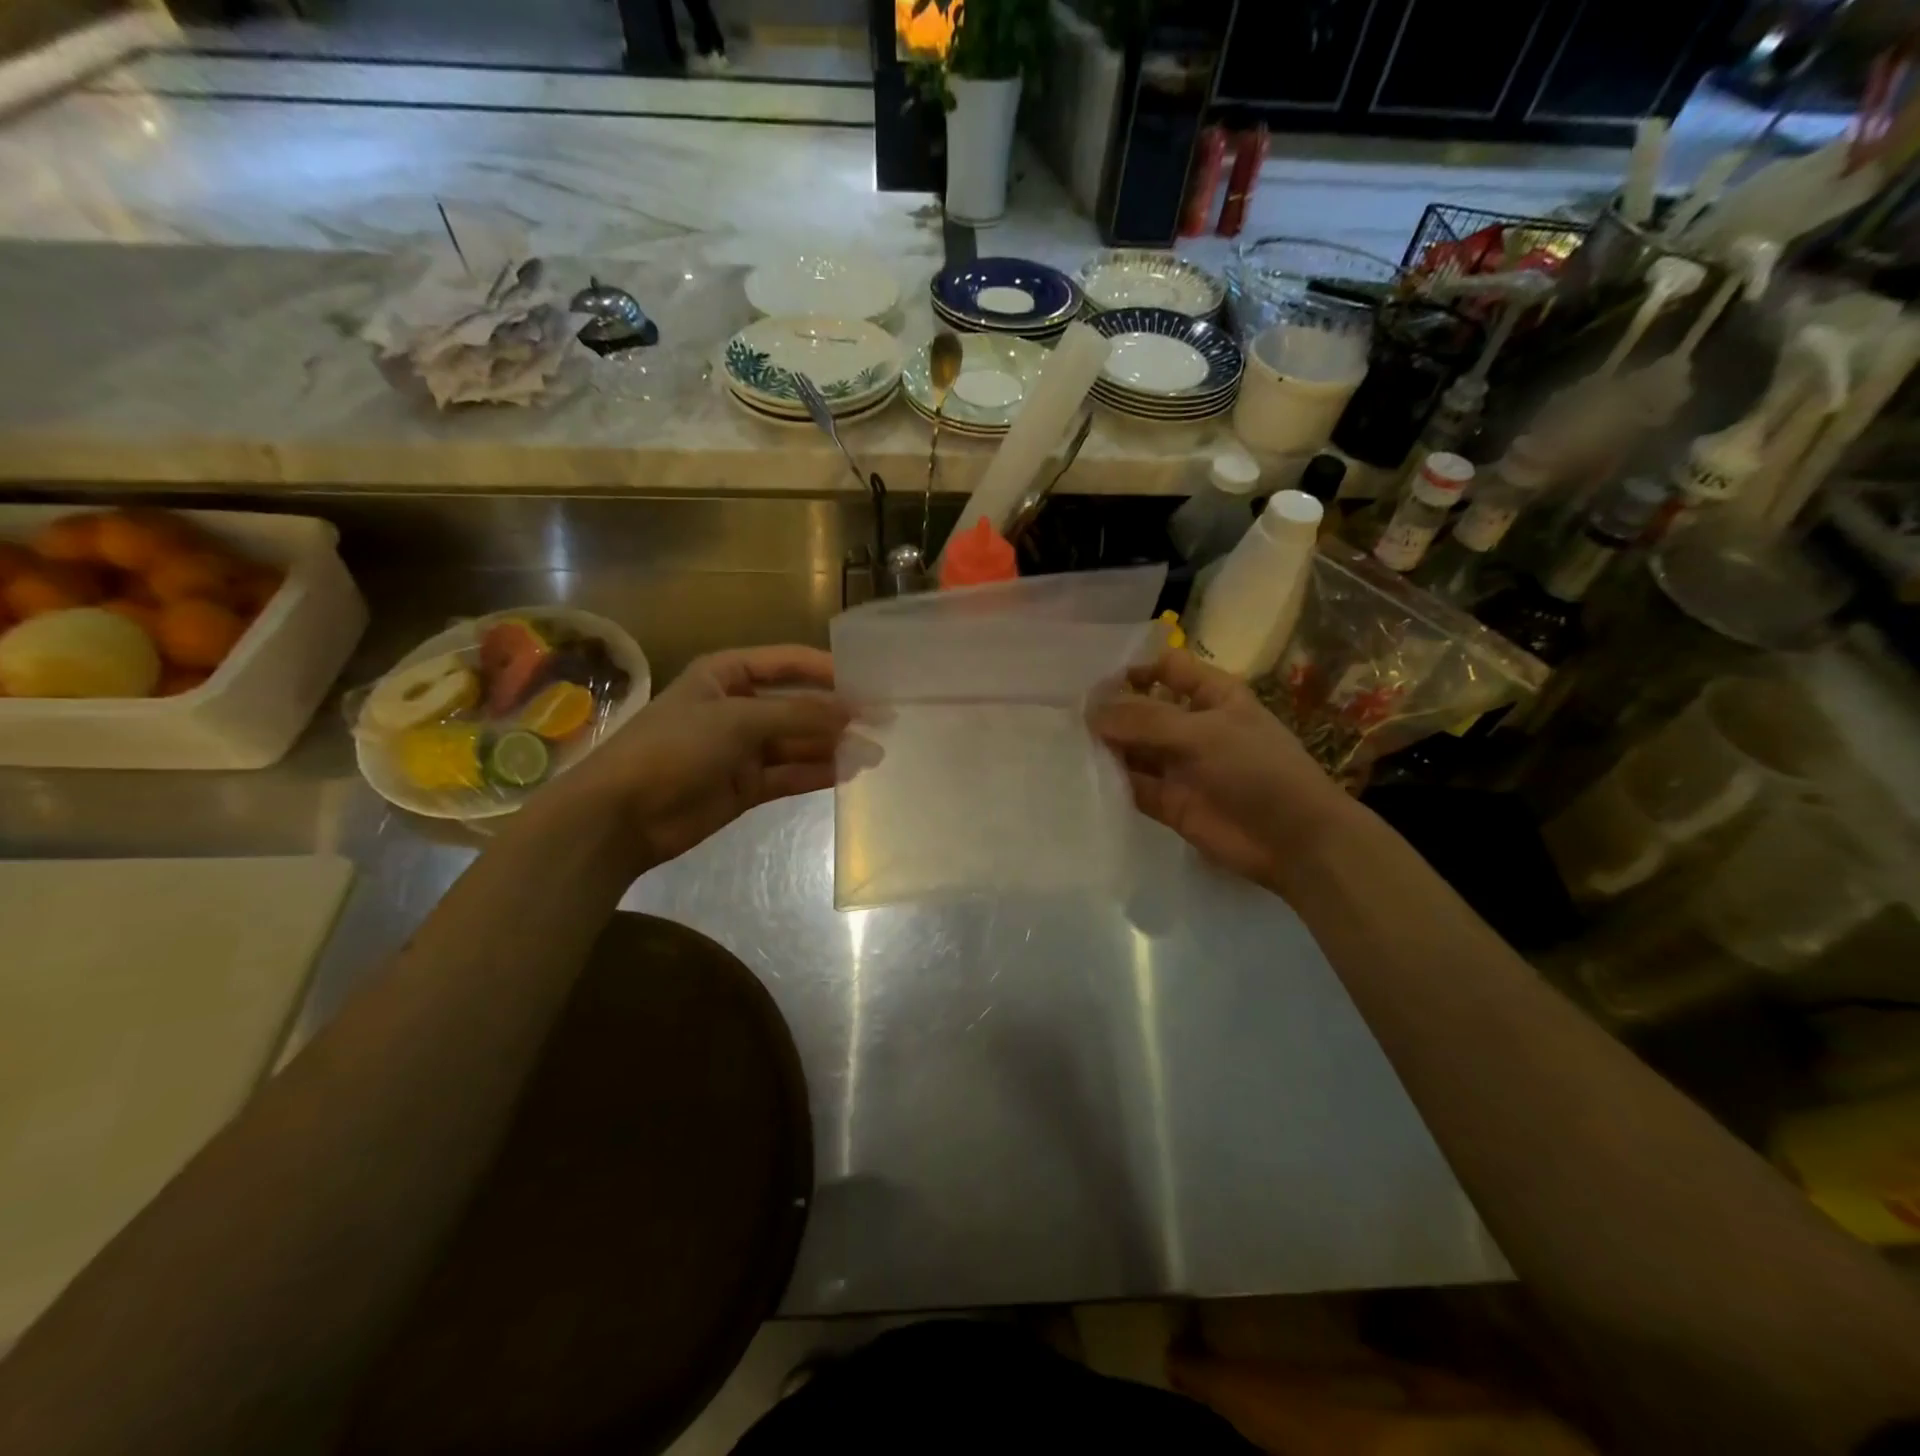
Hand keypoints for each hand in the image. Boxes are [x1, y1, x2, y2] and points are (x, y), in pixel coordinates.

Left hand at [546, 645, 849, 873]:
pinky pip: (791, 773)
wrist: (621, 815)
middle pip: (798, 705)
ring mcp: (743, 748)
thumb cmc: (675, 748)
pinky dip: (818, 773)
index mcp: (727, 675)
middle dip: (837, 714)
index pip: (788, 663)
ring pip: (799, 743)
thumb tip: (853, 713)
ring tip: (876, 752)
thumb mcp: (738, 720)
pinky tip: (850, 773)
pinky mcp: (747, 785)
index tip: (870, 683)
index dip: (828, 671)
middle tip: (883, 722)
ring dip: (833, 747)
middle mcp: (738, 707)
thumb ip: (798, 715)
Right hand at [1088, 649, 1357, 892]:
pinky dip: (1110, 781)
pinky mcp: (1168, 802)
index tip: (1092, 681)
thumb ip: (1145, 720)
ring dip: (1105, 745)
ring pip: (1133, 748)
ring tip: (1063, 742)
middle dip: (1110, 709)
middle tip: (1064, 714)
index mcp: (1212, 695)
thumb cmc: (1257, 770)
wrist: (1293, 840)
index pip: (1167, 668)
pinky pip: (1133, 785)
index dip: (1133, 669)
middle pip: (1142, 708)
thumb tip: (1091, 711)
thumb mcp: (1203, 732)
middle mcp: (1191, 725)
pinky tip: (1080, 775)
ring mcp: (1179, 765)